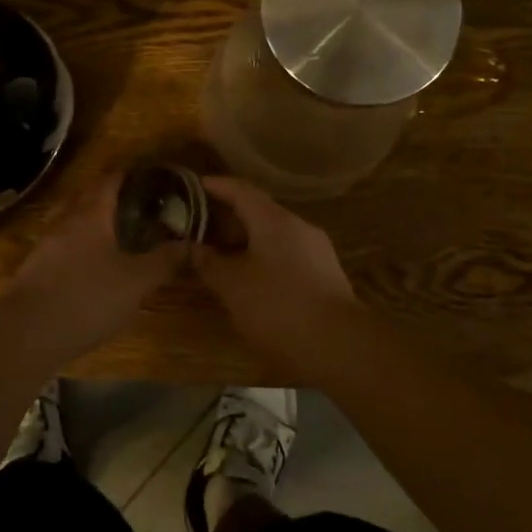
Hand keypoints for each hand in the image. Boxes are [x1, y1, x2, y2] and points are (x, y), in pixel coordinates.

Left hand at [5, 174, 185, 354]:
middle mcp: (66, 222)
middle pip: (87, 198)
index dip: (127, 173)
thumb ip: (164, 261)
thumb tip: (193, 244)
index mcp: (91, 215)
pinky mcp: (36, 271)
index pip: (109, 181)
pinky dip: (81, 246)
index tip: (146, 171)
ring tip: (117, 232)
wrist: (27, 333)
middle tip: (136, 202)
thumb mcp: (136, 281)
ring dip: (93, 222)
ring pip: (73, 222)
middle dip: (110, 195)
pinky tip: (92, 265)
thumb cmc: (87, 297)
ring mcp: (47, 246)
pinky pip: (64, 246)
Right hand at [194, 176, 354, 348]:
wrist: (340, 346)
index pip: (241, 191)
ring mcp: (317, 252)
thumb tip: (191, 247)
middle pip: (259, 212)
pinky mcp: (326, 277)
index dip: (216, 186)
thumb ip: (209, 263)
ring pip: (274, 237)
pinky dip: (264, 259)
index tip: (194, 185)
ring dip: (247, 242)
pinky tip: (252, 281)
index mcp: (274, 220)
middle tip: (201, 227)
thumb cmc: (278, 307)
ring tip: (222, 256)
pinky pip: (287, 256)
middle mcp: (299, 227)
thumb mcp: (233, 286)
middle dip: (229, 219)